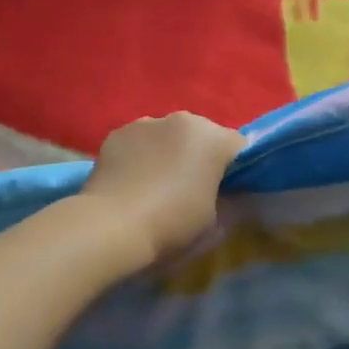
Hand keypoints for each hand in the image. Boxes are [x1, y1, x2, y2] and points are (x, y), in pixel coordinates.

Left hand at [79, 112, 245, 265]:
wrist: (110, 227)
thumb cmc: (171, 224)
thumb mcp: (214, 222)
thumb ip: (227, 200)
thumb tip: (228, 194)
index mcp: (213, 138)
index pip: (239, 147)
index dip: (238, 170)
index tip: (229, 191)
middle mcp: (182, 120)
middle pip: (202, 136)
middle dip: (201, 156)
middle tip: (192, 188)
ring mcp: (146, 122)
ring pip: (168, 135)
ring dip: (169, 152)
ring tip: (156, 185)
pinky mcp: (117, 133)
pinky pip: (139, 142)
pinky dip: (141, 155)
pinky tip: (131, 182)